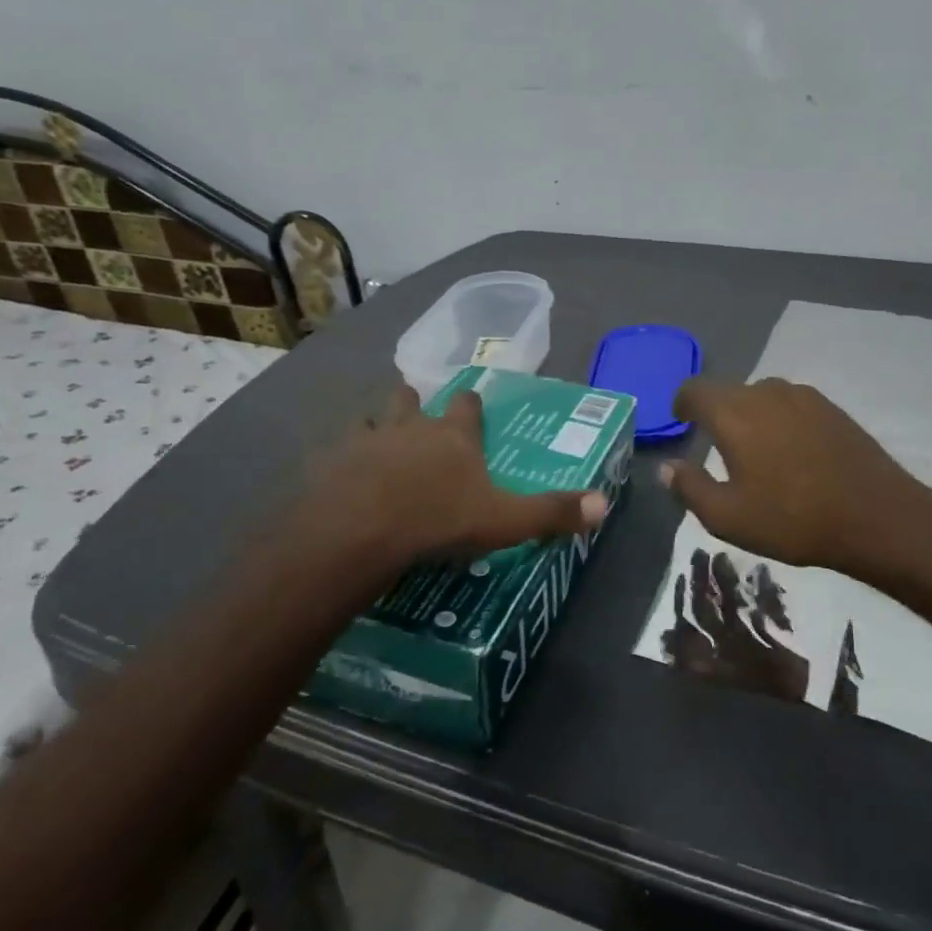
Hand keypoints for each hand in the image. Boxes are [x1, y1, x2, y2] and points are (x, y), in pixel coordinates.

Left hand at [307, 384, 607, 567]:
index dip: (470, 405)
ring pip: (368, 420)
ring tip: (376, 446)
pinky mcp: (327, 463)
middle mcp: (408, 427)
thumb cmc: (438, 520)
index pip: (466, 404)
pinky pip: (333, 453)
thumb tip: (604, 504)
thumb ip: (552, 512)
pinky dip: (339, 462)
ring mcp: (364, 441)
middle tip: (416, 418)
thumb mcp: (504, 520)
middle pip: (408, 399)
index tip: (472, 405)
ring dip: (374, 429)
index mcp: (452, 435)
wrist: (359, 531)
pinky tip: (340, 480)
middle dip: (412, 403)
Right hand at [660, 378, 925, 571]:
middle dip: (716, 413)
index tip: (681, 422)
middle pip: (728, 391)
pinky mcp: (831, 408)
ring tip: (755, 450)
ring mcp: (803, 396)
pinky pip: (791, 405)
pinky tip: (791, 452)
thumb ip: (689, 487)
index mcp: (734, 413)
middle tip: (717, 446)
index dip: (682, 404)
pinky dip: (780, 420)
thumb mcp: (727, 517)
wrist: (876, 516)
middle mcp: (766, 392)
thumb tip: (666, 467)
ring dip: (750, 416)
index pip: (694, 390)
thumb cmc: (792, 519)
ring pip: (761, 396)